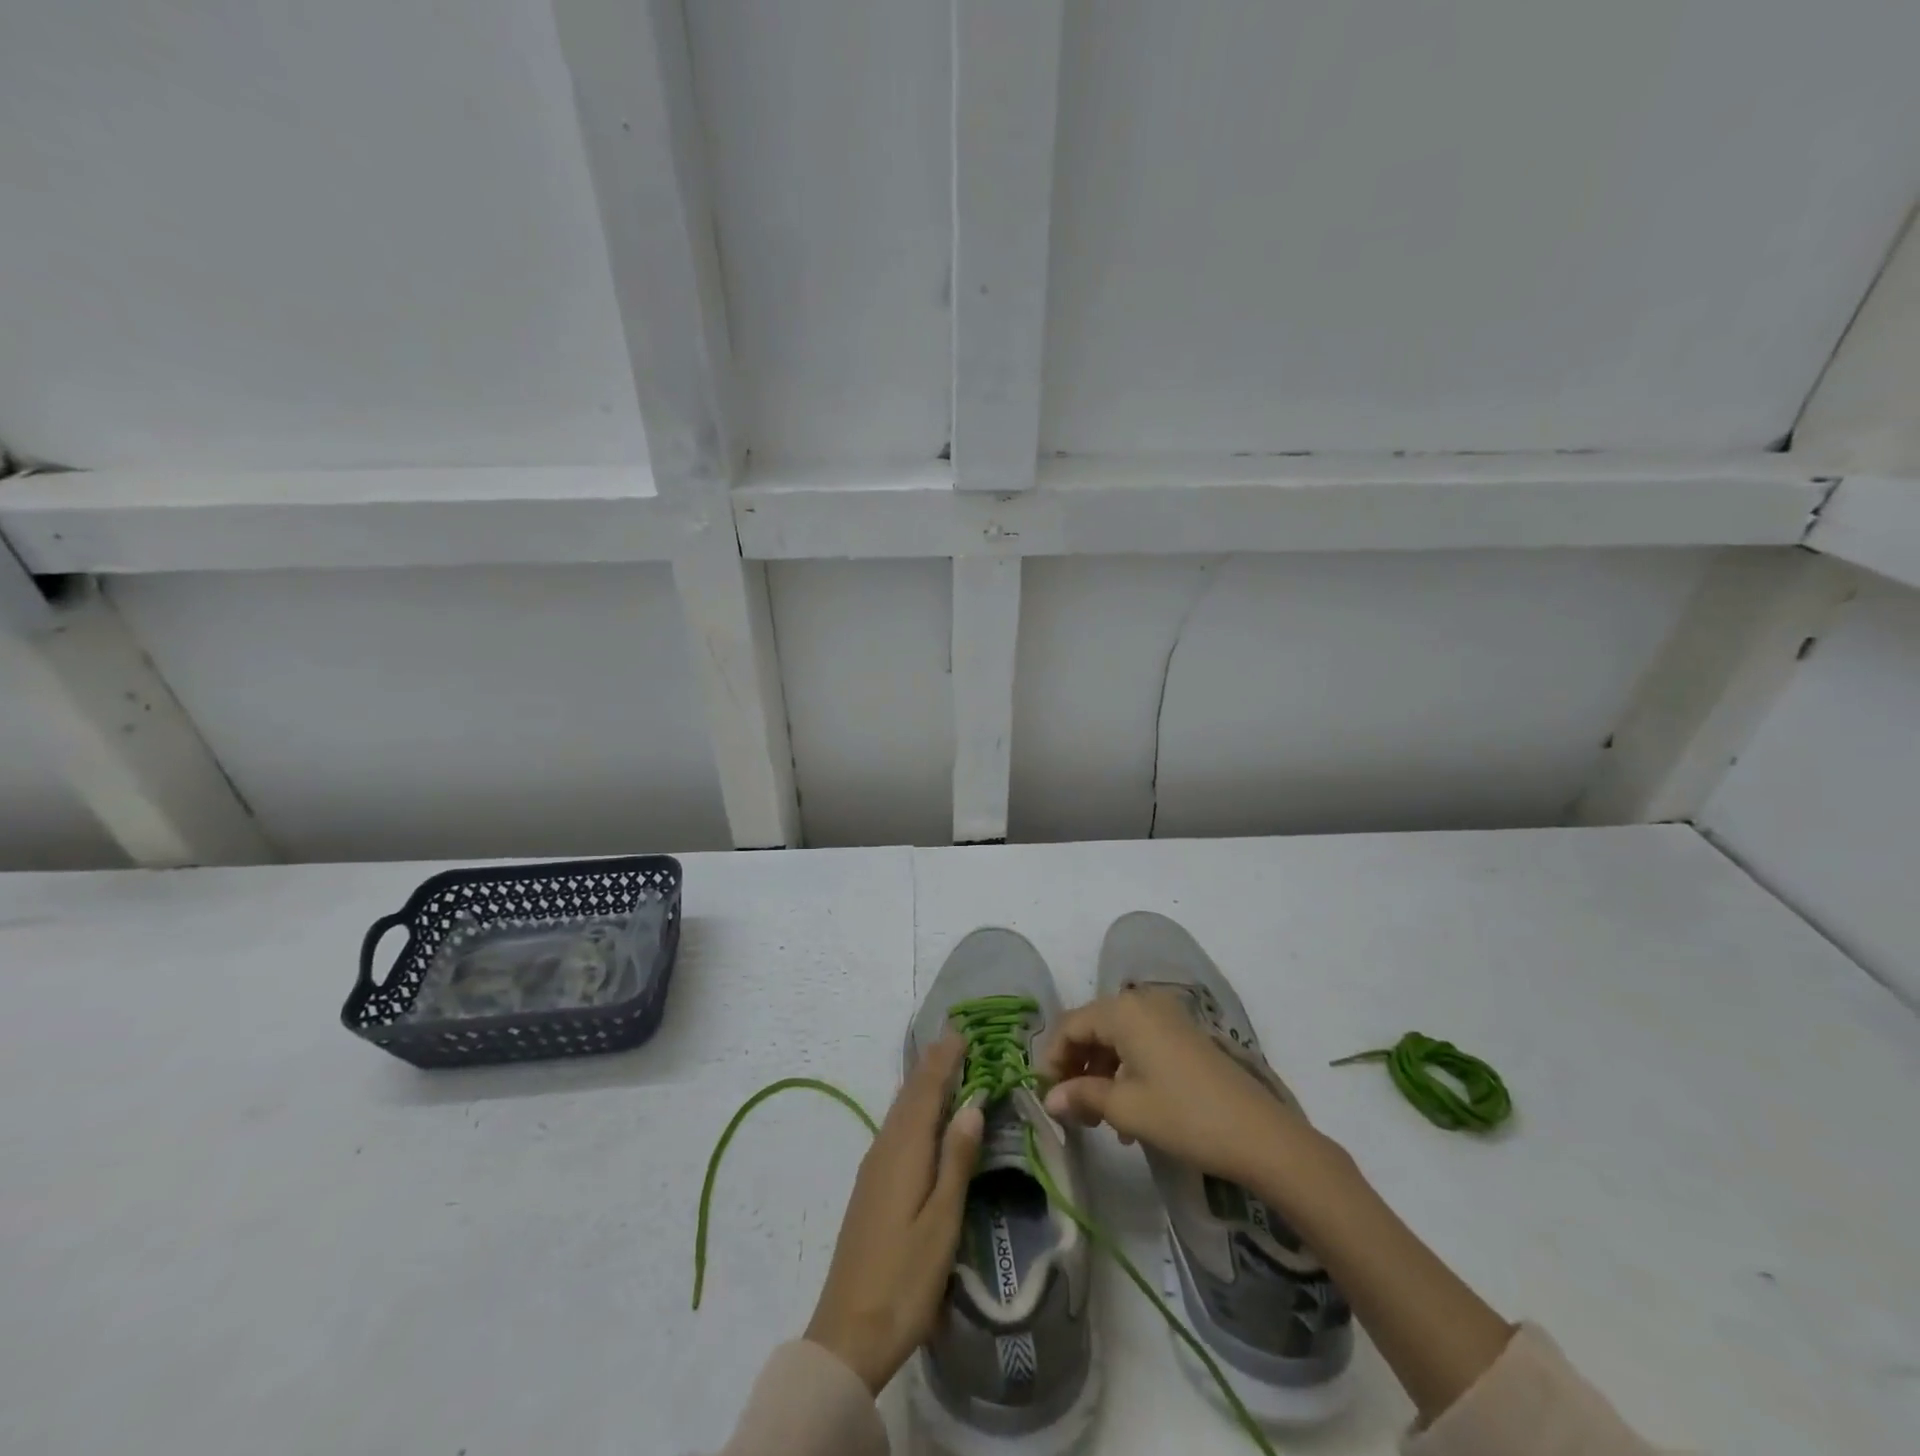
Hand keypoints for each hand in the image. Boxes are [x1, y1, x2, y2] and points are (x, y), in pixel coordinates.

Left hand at [804, 1034, 984, 1393]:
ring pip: (900, 1111)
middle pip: (910, 1096)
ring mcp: (873, 1168)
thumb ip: (956, 1161)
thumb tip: (972, 1105)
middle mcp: (885, 1150)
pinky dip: (912, 1109)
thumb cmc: (904, 1280)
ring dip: (921, 1084)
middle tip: (956, 1039)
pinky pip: (895, 1129)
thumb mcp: (942, 1223)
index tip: (961, 1031)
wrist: (848, 1333)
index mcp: (904, 1152)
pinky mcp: (870, 1188)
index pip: (926, 1091)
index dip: (944, 1060)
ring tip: (942, 1065)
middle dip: (932, 1065)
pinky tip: (920, 1117)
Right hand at [1040, 990, 1331, 1192]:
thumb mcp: (1125, 1108)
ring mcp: (1167, 1017)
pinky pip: (1140, 1044)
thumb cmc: (1184, 1115)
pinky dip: (1126, 1071)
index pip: (1070, 1026)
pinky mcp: (1184, 1035)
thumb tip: (1048, 1099)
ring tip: (1098, 1118)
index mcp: (1122, 1011)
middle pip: (1092, 1028)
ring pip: (1116, 1038)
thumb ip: (1081, 1095)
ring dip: (1101, 1073)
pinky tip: (1128, 1114)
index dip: (1052, 1059)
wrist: (1258, 1134)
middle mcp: (1142, 1003)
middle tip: (1071, 1108)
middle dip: (1076, 1067)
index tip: (1045, 1095)